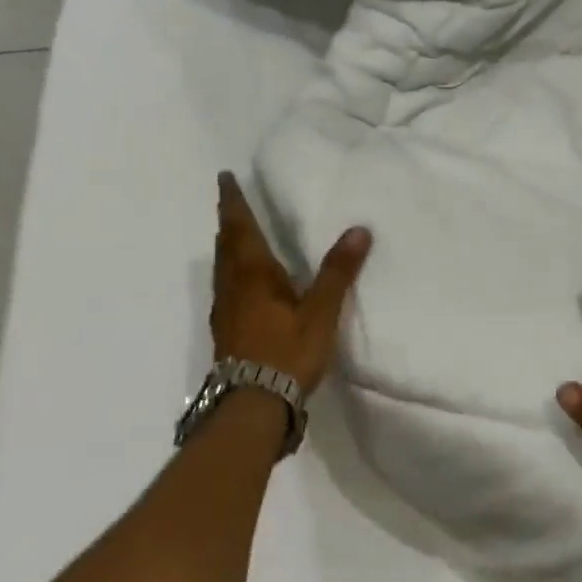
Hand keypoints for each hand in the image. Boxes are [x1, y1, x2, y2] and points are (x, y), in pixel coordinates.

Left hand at [211, 172, 371, 394]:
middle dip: (230, 220)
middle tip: (231, 200)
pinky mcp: (227, 330)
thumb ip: (338, 272)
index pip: (240, 227)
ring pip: (223, 267)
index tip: (225, 177)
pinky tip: (244, 283)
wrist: (253, 404)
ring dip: (228, 245)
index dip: (233, 201)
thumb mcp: (320, 311)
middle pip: (226, 244)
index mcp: (253, 273)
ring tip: (236, 234)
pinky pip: (227, 287)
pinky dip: (232, 271)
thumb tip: (358, 229)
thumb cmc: (286, 352)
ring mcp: (226, 310)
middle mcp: (233, 286)